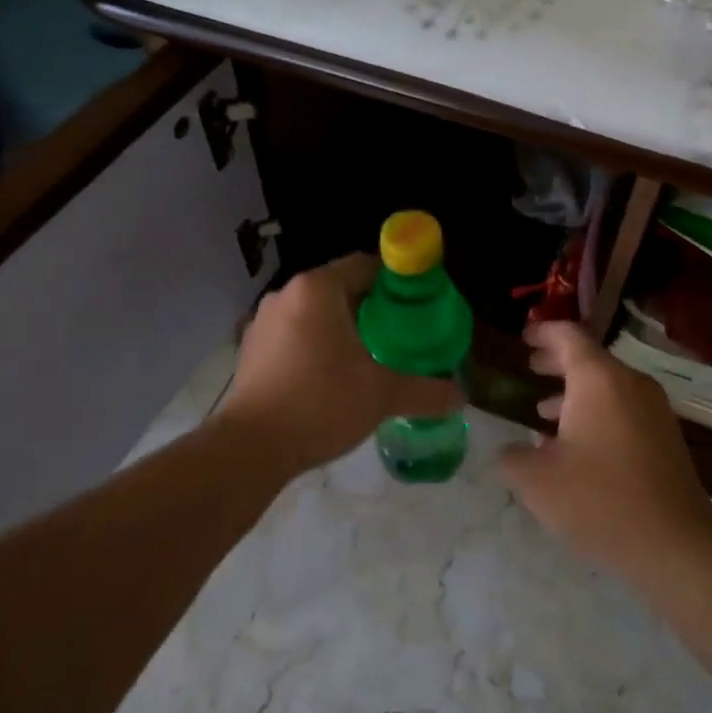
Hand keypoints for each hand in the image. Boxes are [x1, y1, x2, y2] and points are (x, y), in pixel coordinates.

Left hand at [215, 254, 462, 472]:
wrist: (251, 447)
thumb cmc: (321, 403)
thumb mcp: (382, 394)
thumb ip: (425, 390)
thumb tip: (460, 396)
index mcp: (317, 288)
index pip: (366, 265)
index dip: (396, 283)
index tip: (418, 307)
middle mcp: (287, 294)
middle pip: (341, 288)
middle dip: (373, 309)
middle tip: (402, 336)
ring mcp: (264, 322)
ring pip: (316, 313)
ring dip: (344, 329)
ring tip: (372, 358)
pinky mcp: (252, 349)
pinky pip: (295, 335)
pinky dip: (318, 346)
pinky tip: (333, 377)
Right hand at [501, 322, 711, 578]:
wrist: (675, 544)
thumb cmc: (599, 500)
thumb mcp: (537, 481)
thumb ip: (512, 458)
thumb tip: (508, 451)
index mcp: (598, 380)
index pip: (568, 336)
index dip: (543, 333)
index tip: (523, 337)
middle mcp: (630, 384)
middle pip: (590, 359)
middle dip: (556, 362)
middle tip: (530, 366)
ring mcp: (654, 410)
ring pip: (607, 387)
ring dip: (574, 393)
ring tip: (543, 411)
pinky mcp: (665, 438)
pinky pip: (624, 410)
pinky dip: (596, 414)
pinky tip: (576, 447)